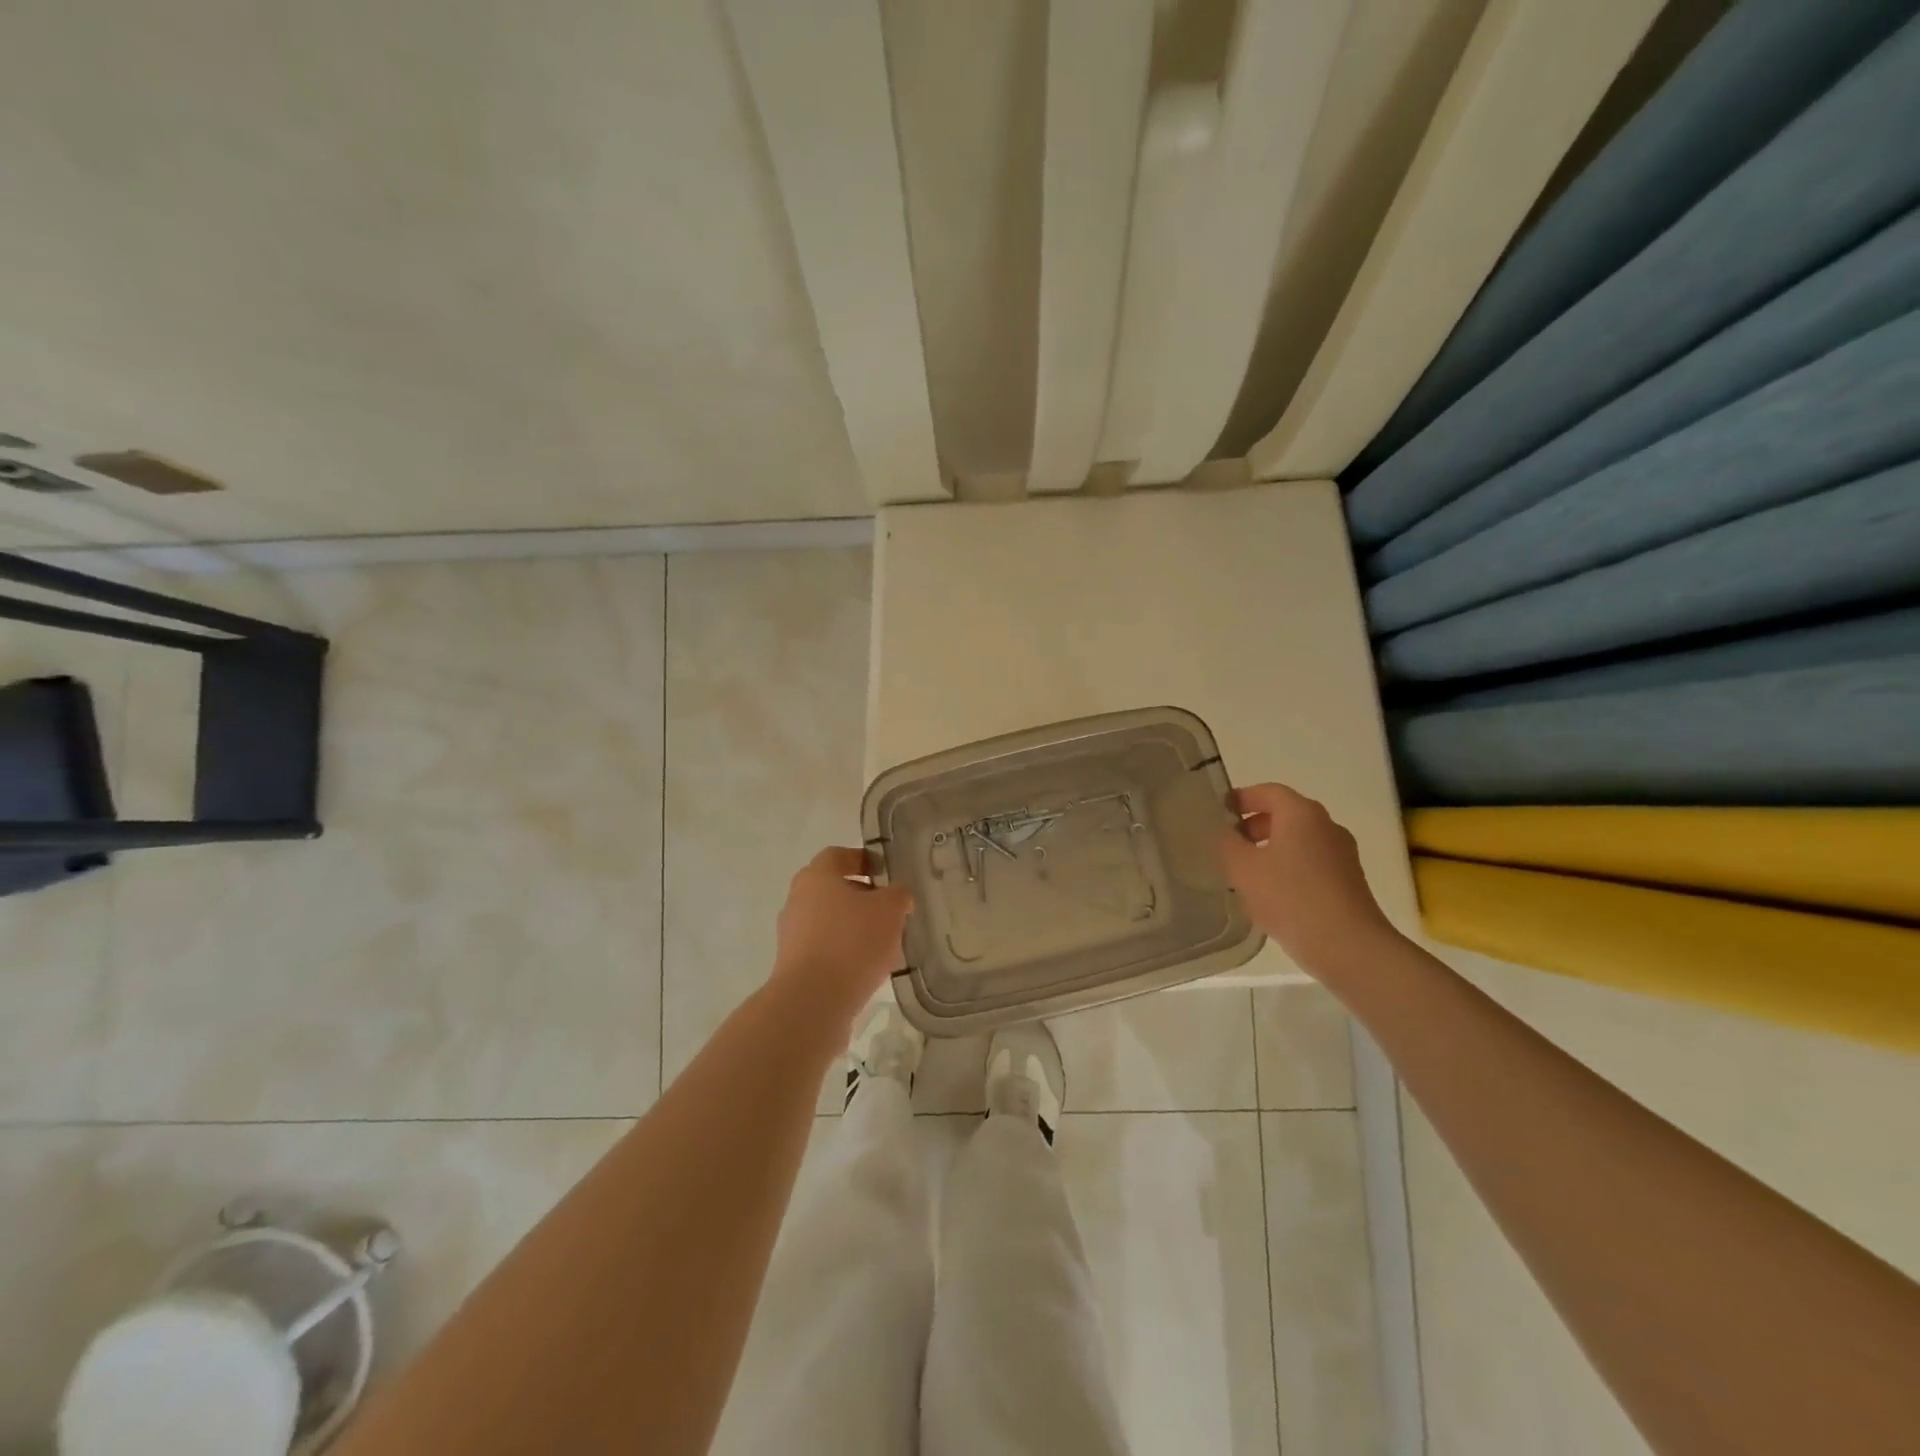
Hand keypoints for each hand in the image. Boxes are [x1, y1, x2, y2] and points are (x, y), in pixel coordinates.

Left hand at [771, 847, 913, 1021]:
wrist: (812, 1001)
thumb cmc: (852, 942)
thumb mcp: (890, 910)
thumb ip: (898, 895)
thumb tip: (897, 895)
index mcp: (816, 876)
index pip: (838, 855)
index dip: (864, 859)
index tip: (886, 873)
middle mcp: (798, 900)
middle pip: (834, 889)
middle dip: (865, 898)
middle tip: (892, 911)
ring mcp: (792, 934)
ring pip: (831, 921)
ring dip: (857, 928)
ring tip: (887, 944)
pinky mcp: (794, 965)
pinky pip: (826, 949)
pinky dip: (846, 952)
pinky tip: (869, 968)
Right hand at [1217, 783, 1397, 976]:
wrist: (1347, 946)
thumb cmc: (1290, 897)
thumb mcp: (1243, 868)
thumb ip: (1227, 844)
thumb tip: (1224, 833)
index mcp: (1302, 813)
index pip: (1268, 791)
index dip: (1241, 798)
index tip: (1219, 811)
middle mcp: (1326, 826)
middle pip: (1285, 814)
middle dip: (1254, 825)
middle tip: (1228, 842)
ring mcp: (1342, 854)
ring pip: (1298, 840)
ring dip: (1270, 848)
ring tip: (1245, 871)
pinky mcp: (1348, 881)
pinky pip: (1311, 863)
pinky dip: (1288, 867)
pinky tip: (1271, 893)